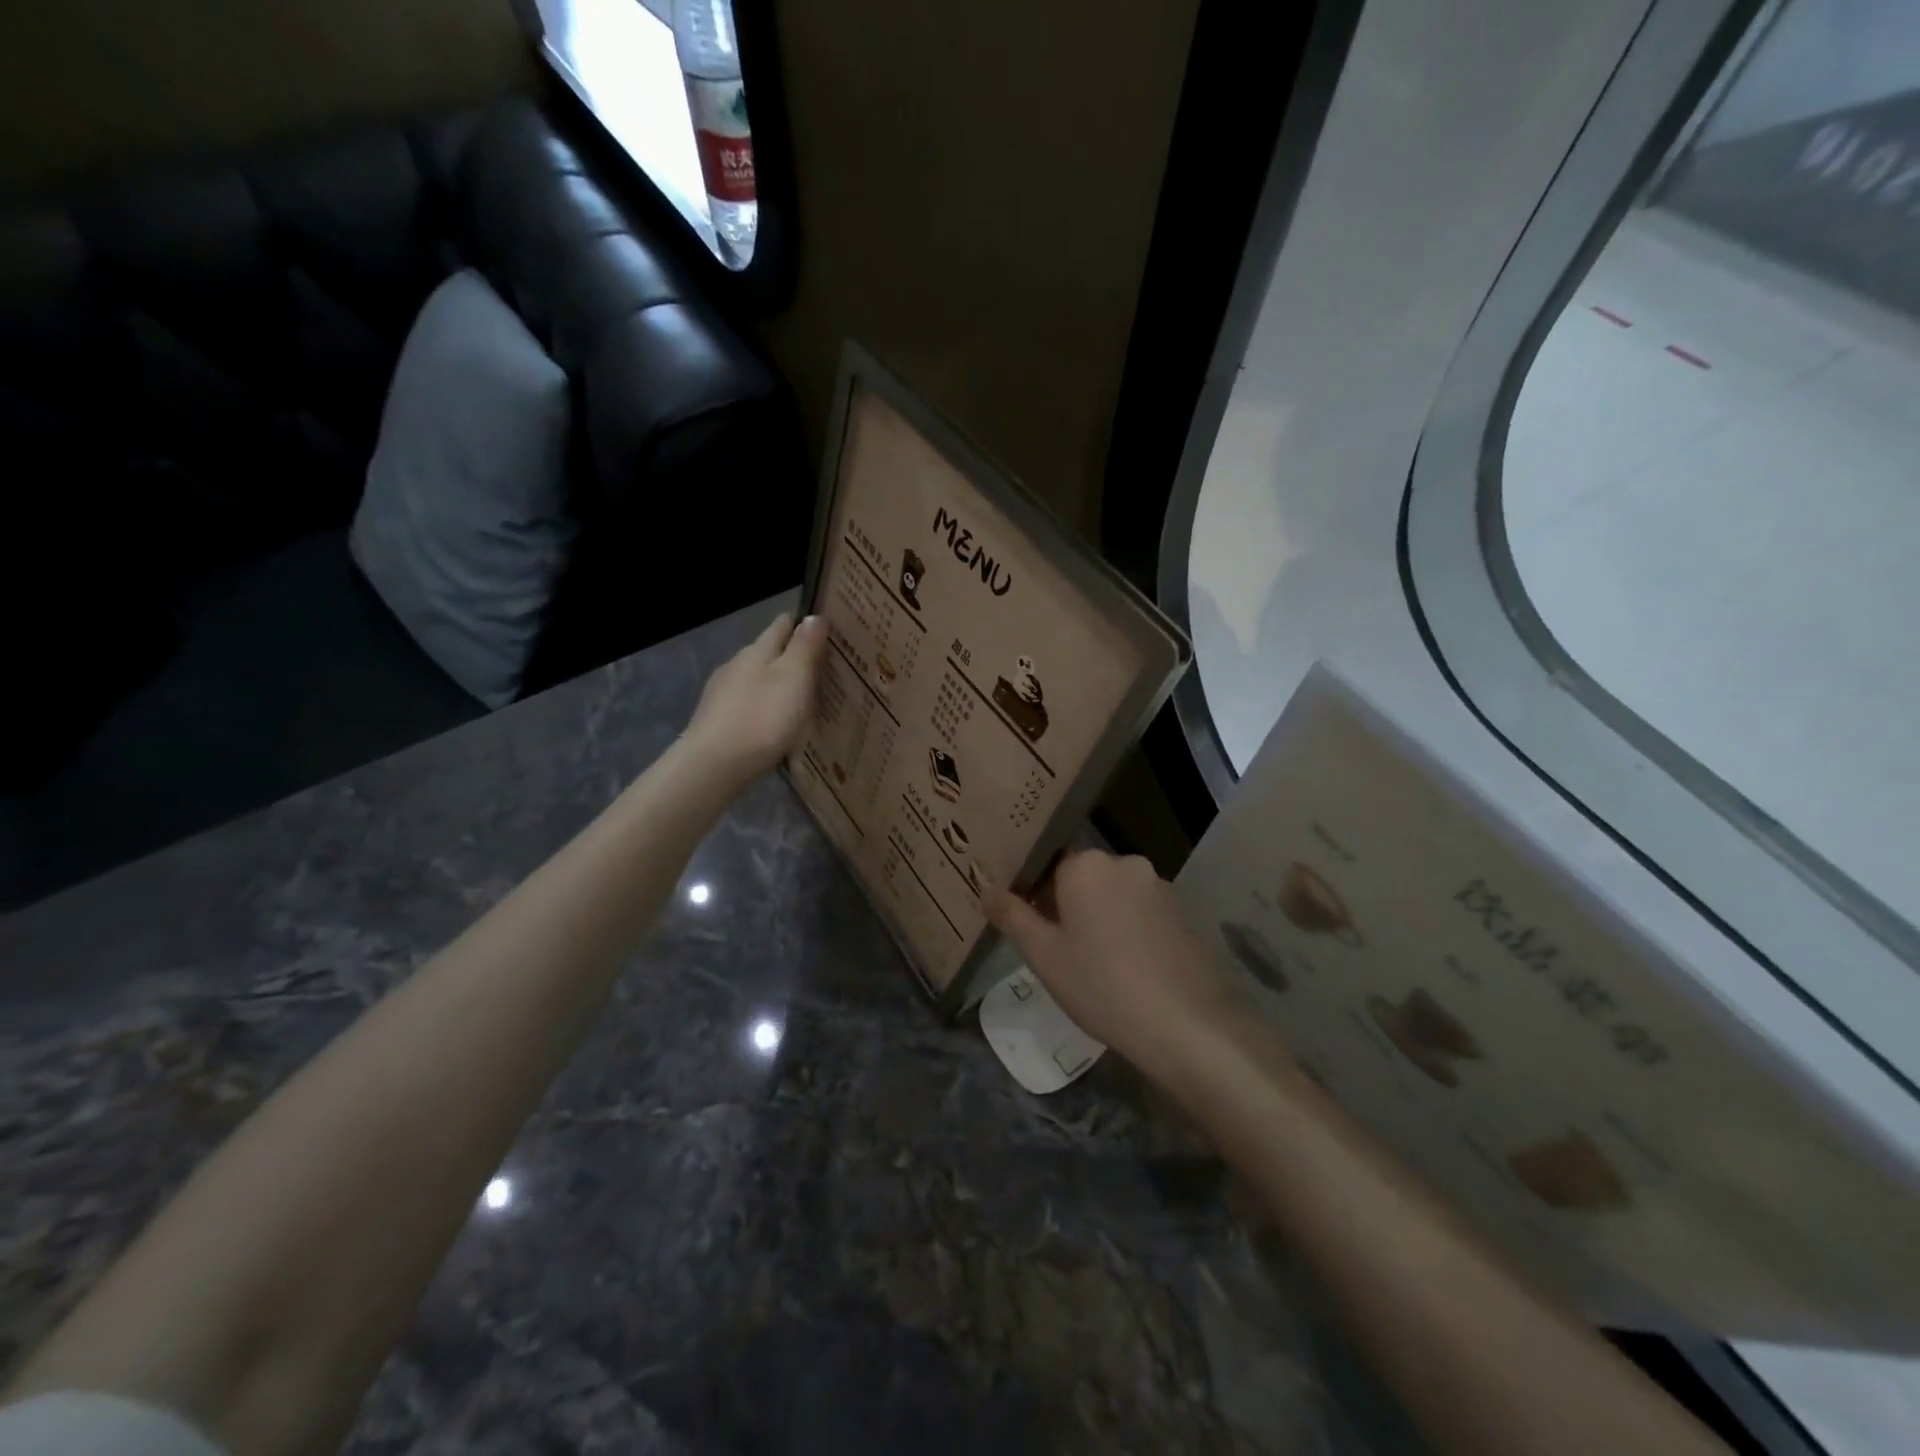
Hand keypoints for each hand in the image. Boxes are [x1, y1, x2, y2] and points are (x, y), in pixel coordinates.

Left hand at [682, 612, 828, 783]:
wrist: (714, 765)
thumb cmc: (763, 717)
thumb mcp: (794, 678)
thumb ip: (804, 646)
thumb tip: (813, 616)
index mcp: (757, 650)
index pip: (783, 624)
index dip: (804, 624)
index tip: (827, 631)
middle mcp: (736, 664)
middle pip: (769, 652)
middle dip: (793, 657)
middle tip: (823, 670)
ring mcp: (722, 693)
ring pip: (757, 679)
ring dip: (778, 684)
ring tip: (802, 700)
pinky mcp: (716, 720)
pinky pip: (748, 704)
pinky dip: (764, 707)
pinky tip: (774, 723)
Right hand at [987, 850, 1244, 1083]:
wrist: (1186, 1026)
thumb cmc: (1101, 986)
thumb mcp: (1044, 955)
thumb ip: (1012, 916)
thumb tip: (986, 888)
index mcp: (1087, 865)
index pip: (1048, 867)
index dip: (1037, 898)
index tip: (1035, 933)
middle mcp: (1125, 863)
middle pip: (1083, 878)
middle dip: (1069, 908)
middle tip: (1063, 954)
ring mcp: (1160, 887)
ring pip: (1114, 896)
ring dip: (1101, 919)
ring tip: (1098, 967)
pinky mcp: (1185, 912)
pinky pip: (1143, 912)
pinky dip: (1131, 931)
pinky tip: (1130, 970)